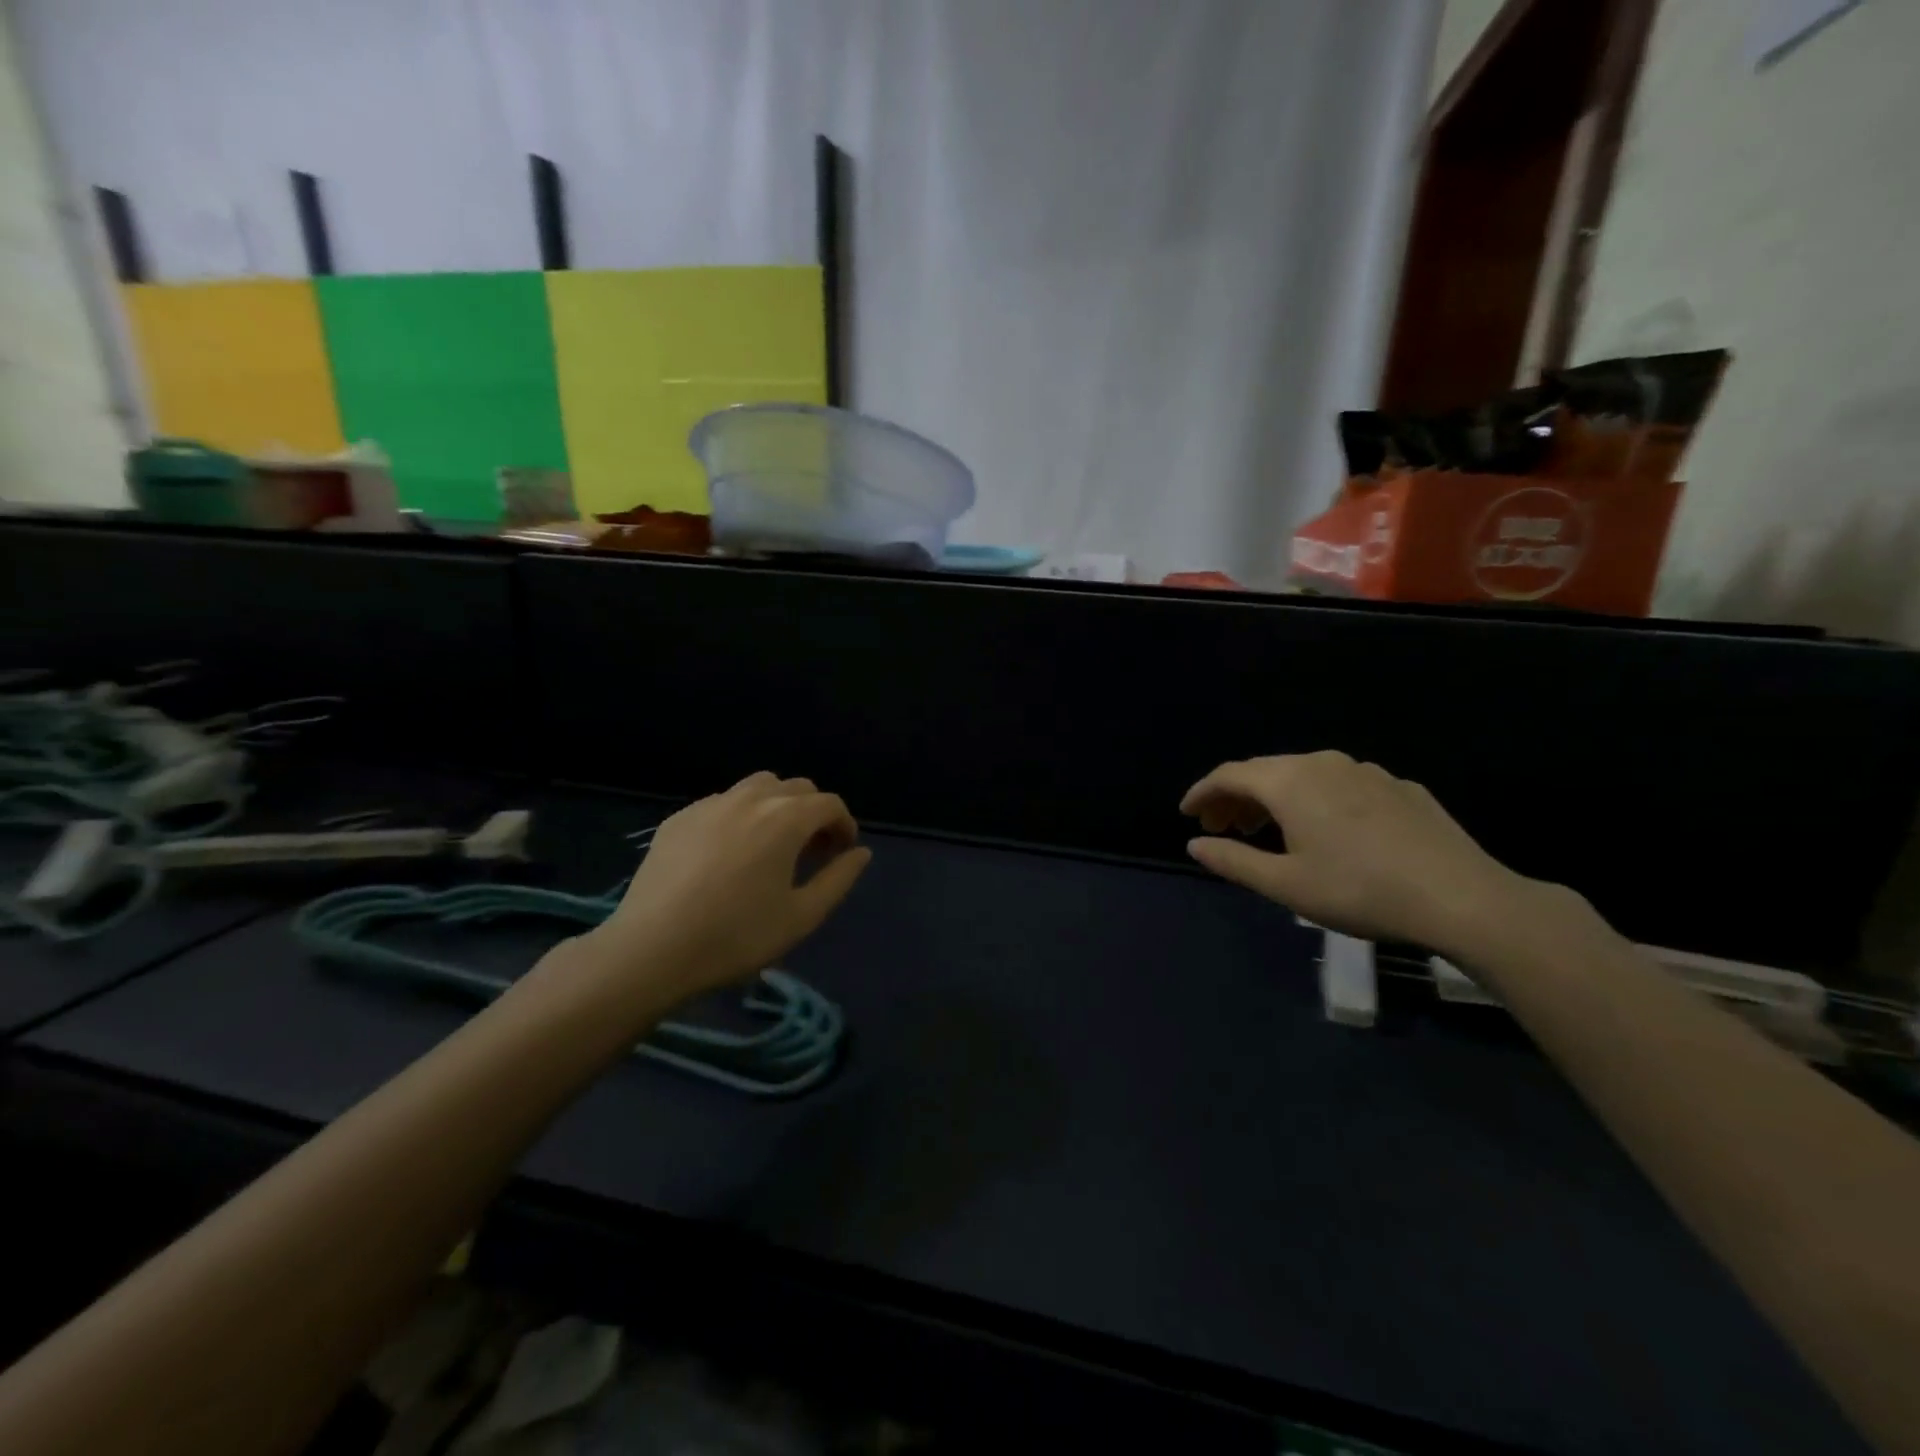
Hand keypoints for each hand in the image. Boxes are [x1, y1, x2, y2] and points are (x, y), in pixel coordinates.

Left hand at [586, 772, 871, 1003]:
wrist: (652, 949)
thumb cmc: (737, 936)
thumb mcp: (802, 916)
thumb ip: (839, 879)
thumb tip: (861, 853)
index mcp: (786, 819)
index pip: (830, 804)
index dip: (844, 825)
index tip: (842, 853)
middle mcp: (751, 799)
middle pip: (796, 788)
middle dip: (813, 813)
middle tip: (811, 851)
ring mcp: (710, 804)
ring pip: (758, 787)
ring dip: (777, 807)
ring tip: (772, 845)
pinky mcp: (679, 818)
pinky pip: (722, 803)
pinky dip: (740, 816)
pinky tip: (728, 854)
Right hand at [1180, 751, 1525, 953]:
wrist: (1463, 897)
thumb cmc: (1359, 890)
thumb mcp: (1285, 885)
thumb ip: (1233, 861)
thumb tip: (1194, 846)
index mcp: (1290, 782)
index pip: (1230, 774)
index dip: (1202, 792)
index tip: (1187, 814)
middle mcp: (1323, 763)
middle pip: (1265, 771)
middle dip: (1236, 796)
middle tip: (1221, 827)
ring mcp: (1367, 771)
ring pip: (1304, 775)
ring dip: (1274, 798)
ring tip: (1266, 830)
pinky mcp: (1400, 787)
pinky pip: (1340, 785)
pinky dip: (1315, 800)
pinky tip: (1327, 831)